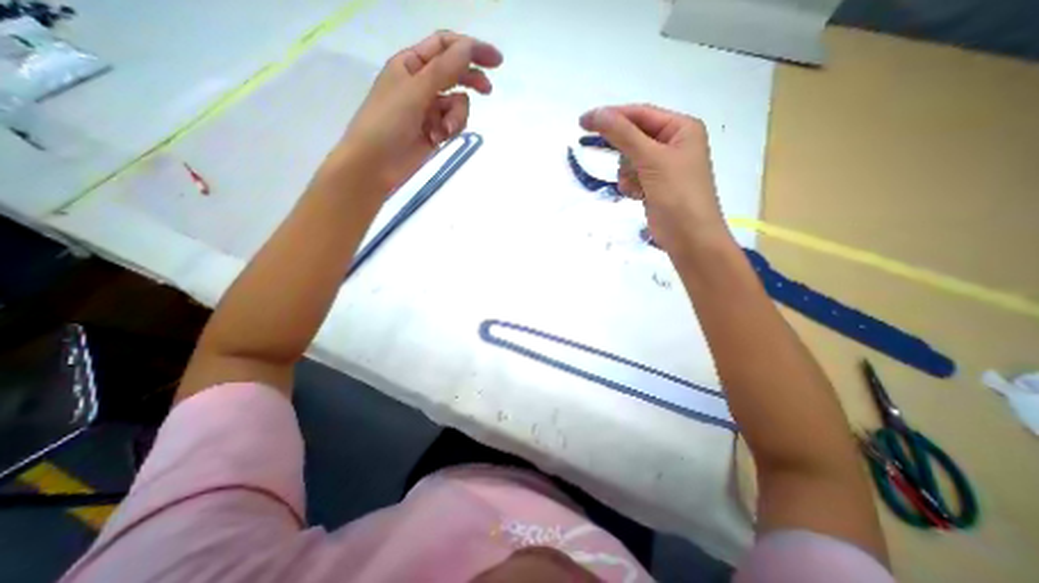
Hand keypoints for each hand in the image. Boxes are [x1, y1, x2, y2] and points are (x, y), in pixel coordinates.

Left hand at [334, 32, 502, 194]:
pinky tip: (439, 139)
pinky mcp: (434, 130)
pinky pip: (452, 123)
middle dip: (471, 80)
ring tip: (445, 130)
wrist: (376, 164)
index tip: (495, 60)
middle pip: (454, 73)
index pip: (445, 46)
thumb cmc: (387, 122)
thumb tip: (470, 47)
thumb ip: (444, 70)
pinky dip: (450, 130)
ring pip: (457, 103)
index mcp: (411, 64)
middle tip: (488, 91)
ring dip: (457, 116)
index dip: (471, 48)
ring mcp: (428, 109)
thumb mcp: (416, 91)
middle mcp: (421, 83)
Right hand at [582, 104, 732, 259]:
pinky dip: (630, 184)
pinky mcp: (655, 185)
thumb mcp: (651, 159)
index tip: (583, 122)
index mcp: (681, 128)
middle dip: (624, 153)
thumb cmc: (677, 194)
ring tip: (636, 186)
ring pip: (629, 159)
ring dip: (627, 173)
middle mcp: (673, 143)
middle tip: (611, 158)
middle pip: (634, 137)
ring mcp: (664, 166)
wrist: (689, 237)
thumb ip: (622, 134)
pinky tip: (637, 195)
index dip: (612, 116)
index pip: (640, 114)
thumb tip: (595, 113)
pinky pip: (632, 176)